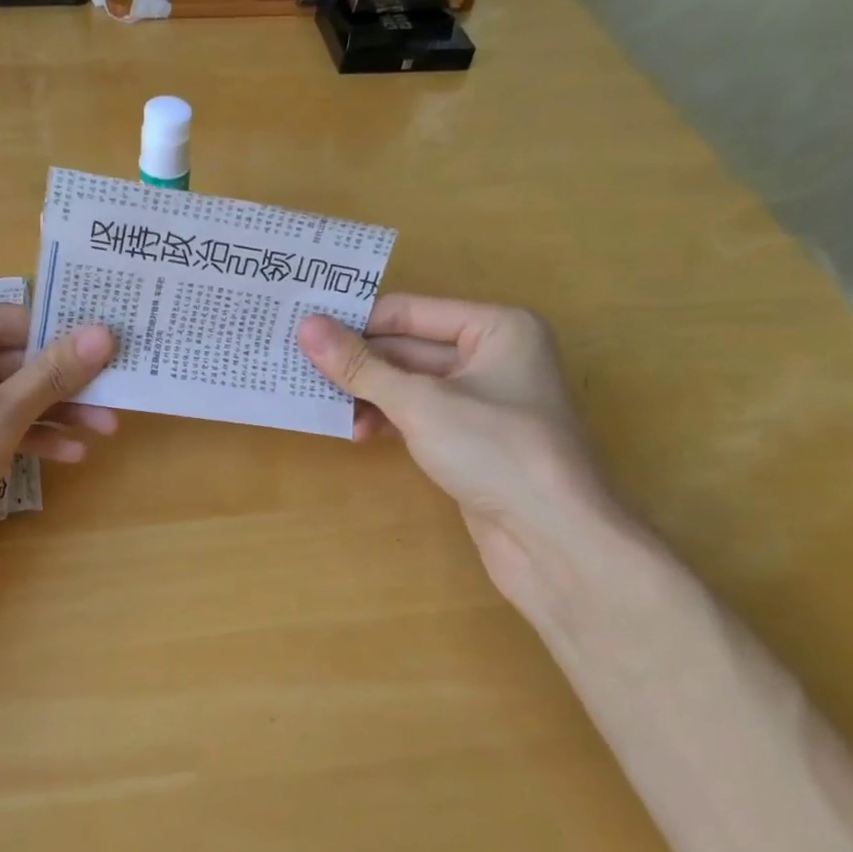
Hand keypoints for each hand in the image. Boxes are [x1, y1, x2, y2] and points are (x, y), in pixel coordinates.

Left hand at [0, 304, 116, 573]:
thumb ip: (51, 374)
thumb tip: (104, 332)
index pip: (2, 322)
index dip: (59, 337)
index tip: (111, 350)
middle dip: (58, 386)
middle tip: (114, 396)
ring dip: (46, 414)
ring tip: (103, 430)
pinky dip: (15, 436)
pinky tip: (66, 454)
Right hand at [298, 294, 628, 599]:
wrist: (553, 540)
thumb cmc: (495, 451)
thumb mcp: (419, 402)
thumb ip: (360, 366)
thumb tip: (306, 327)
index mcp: (496, 327)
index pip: (409, 312)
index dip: (356, 321)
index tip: (302, 330)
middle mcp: (493, 355)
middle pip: (408, 348)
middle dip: (358, 363)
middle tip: (300, 368)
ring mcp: (483, 400)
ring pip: (410, 384)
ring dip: (368, 395)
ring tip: (324, 407)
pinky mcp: (472, 438)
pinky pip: (419, 414)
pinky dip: (387, 419)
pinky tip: (357, 432)